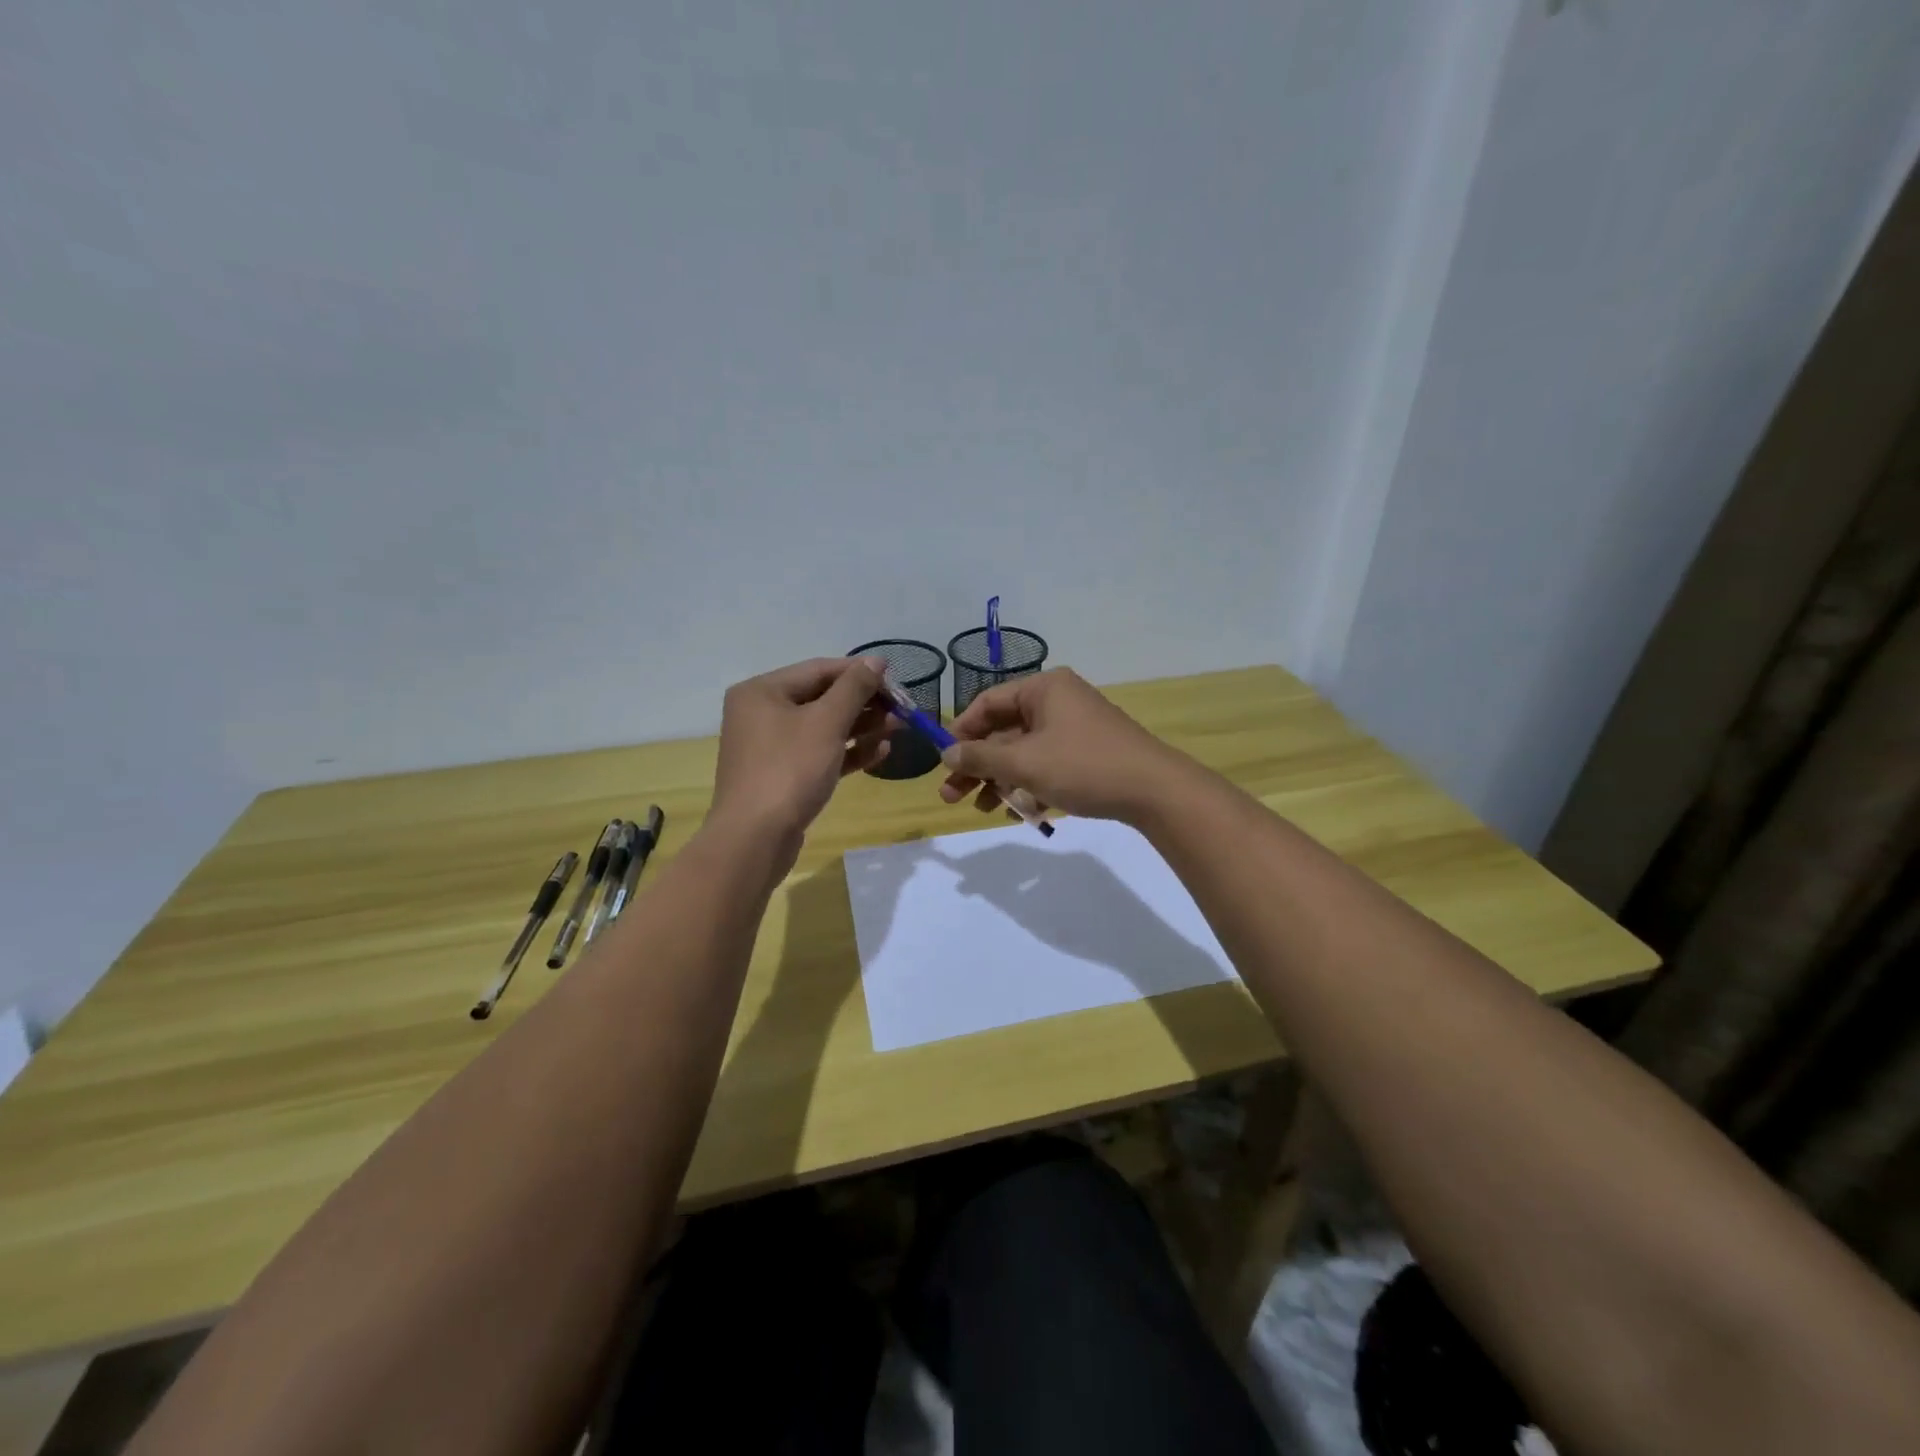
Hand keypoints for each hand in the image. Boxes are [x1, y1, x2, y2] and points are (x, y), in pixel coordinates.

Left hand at [711, 657, 891, 843]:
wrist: (755, 839)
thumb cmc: (789, 770)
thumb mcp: (826, 723)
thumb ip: (854, 688)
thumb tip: (875, 661)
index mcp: (762, 691)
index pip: (819, 670)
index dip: (859, 672)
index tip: (896, 679)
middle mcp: (762, 714)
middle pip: (822, 698)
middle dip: (864, 703)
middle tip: (902, 708)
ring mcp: (771, 747)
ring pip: (823, 728)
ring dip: (862, 727)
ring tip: (899, 727)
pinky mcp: (783, 776)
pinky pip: (820, 754)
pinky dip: (848, 752)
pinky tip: (881, 751)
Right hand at [938, 668, 1186, 823]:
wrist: (1155, 791)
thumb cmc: (1083, 766)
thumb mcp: (1024, 763)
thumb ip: (981, 758)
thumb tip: (946, 753)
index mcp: (1044, 689)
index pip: (988, 703)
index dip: (961, 732)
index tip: (942, 762)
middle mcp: (1058, 701)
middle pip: (1004, 730)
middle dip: (978, 765)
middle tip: (951, 795)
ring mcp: (1075, 728)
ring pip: (1024, 751)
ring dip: (1000, 779)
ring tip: (982, 808)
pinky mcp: (1088, 753)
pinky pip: (1047, 764)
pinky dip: (1029, 784)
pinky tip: (1018, 811)